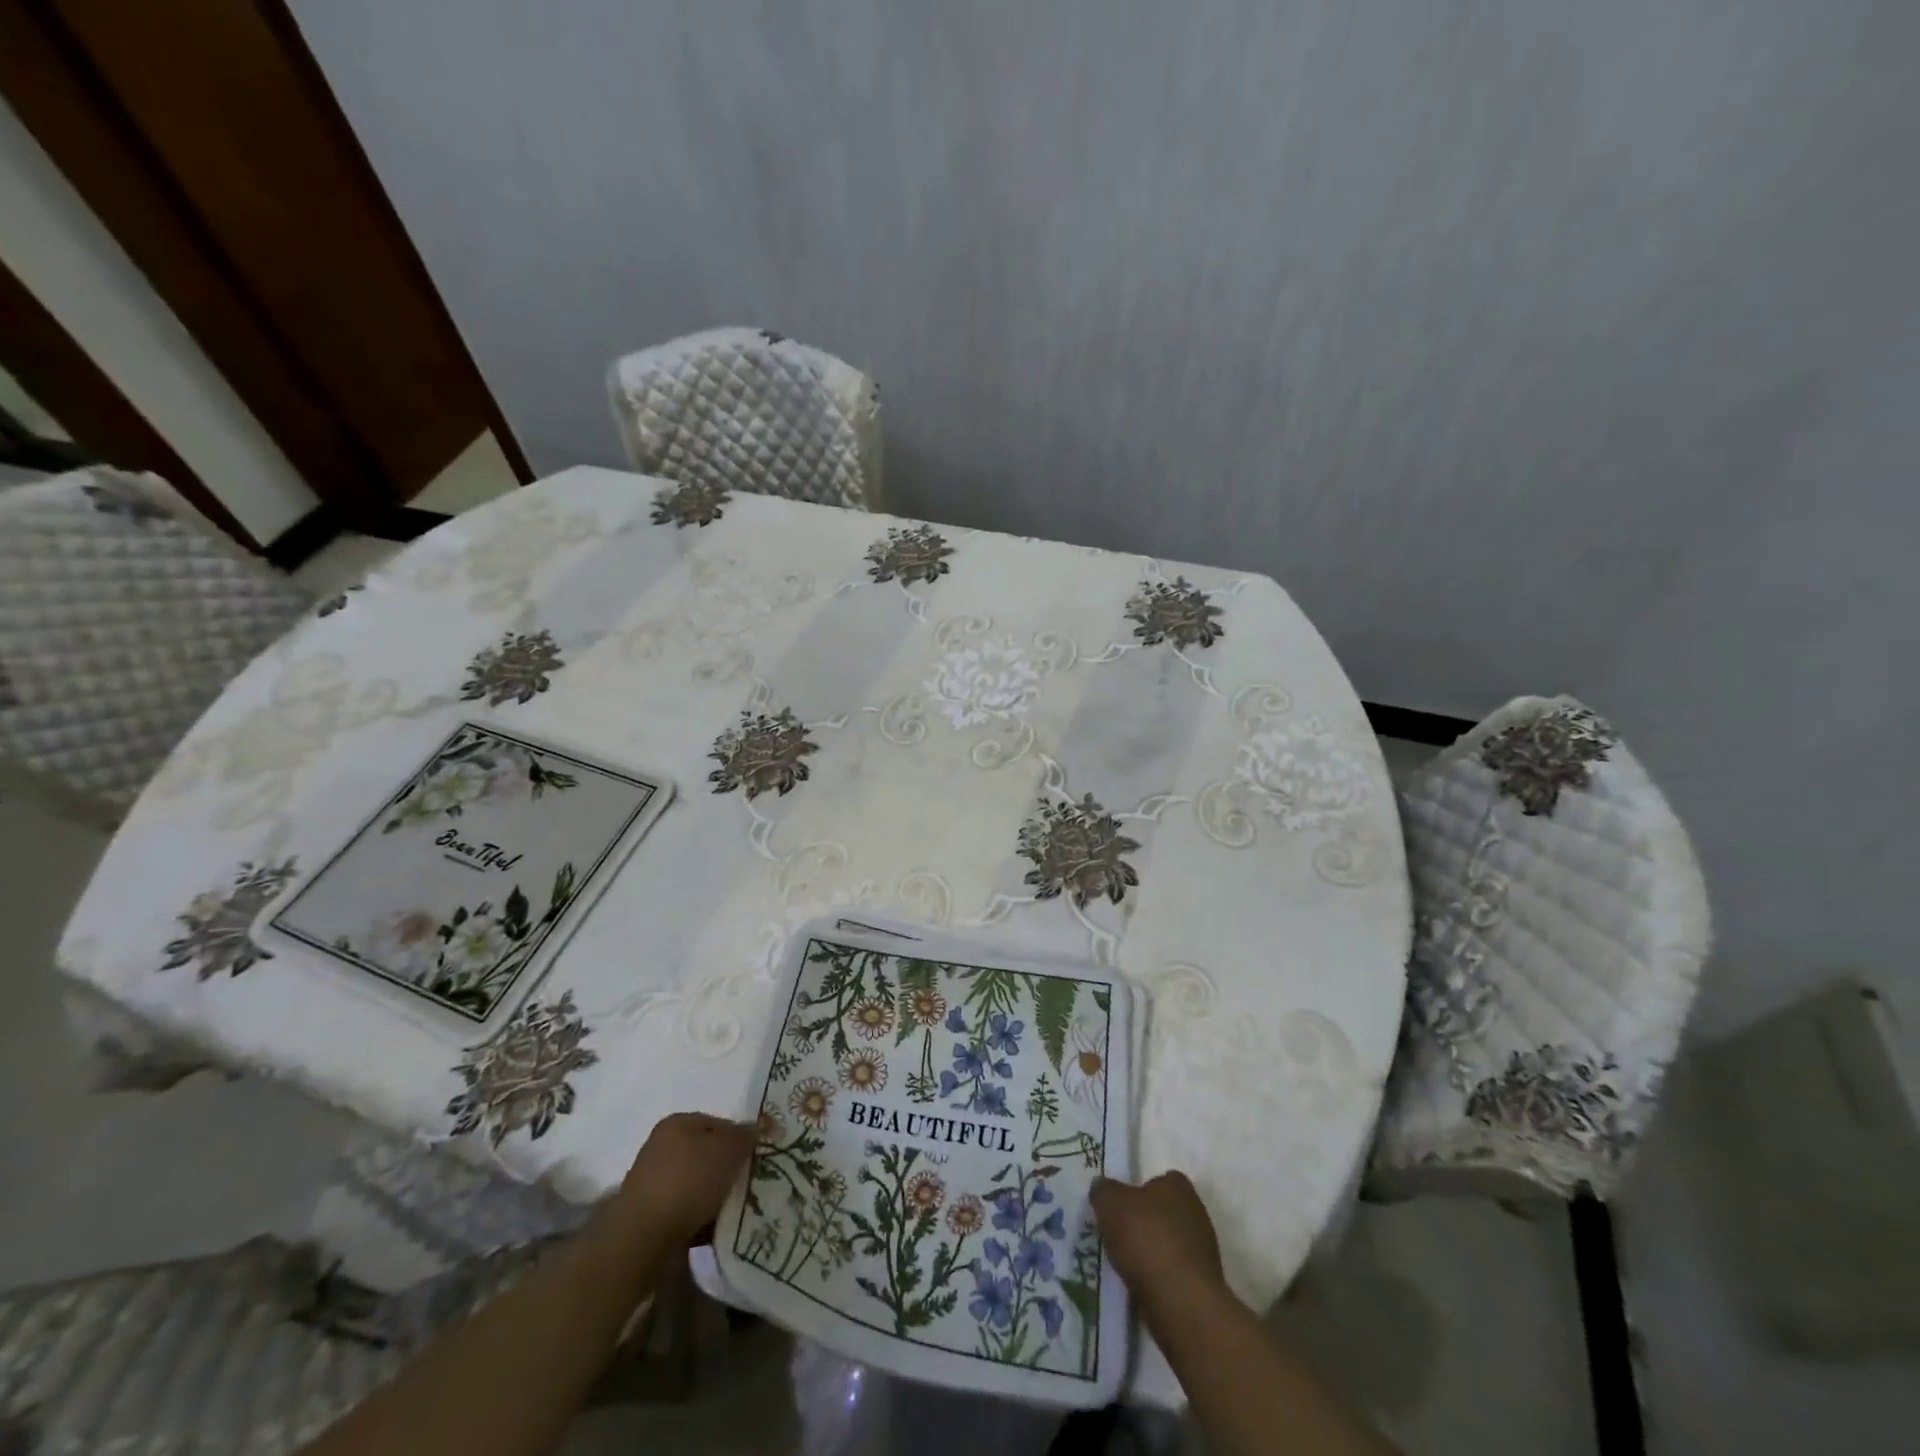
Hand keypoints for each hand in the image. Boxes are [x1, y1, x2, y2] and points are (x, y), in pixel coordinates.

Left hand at [614, 1112, 754, 1245]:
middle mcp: (662, 1148)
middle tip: (751, 1185)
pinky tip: (717, 1230)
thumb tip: (756, 1129)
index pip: (719, 1123)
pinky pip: (686, 1213)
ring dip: (717, 1197)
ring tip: (738, 1211)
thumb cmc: (688, 1181)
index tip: (757, 1159)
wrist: (641, 1239)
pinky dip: (702, 1220)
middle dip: (729, 1170)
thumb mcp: (728, 1149)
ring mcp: (653, 1184)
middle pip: (708, 1155)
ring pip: (698, 1186)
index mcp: (677, 1123)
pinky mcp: (650, 1218)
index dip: (741, 1139)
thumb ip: (746, 1136)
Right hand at [1090, 1170, 1228, 1317]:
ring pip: (1171, 1244)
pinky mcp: (1203, 1284)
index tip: (1123, 1205)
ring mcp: (1203, 1250)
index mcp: (1178, 1187)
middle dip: (1147, 1223)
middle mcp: (1196, 1212)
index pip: (1161, 1179)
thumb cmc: (1145, 1239)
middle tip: (1122, 1235)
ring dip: (1154, 1253)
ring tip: (1128, 1266)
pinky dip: (1161, 1278)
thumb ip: (1103, 1191)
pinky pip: (1175, 1274)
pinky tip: (1143, 1287)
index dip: (1141, 1190)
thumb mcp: (1109, 1203)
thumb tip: (1102, 1188)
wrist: (1181, 1301)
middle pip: (1166, 1212)